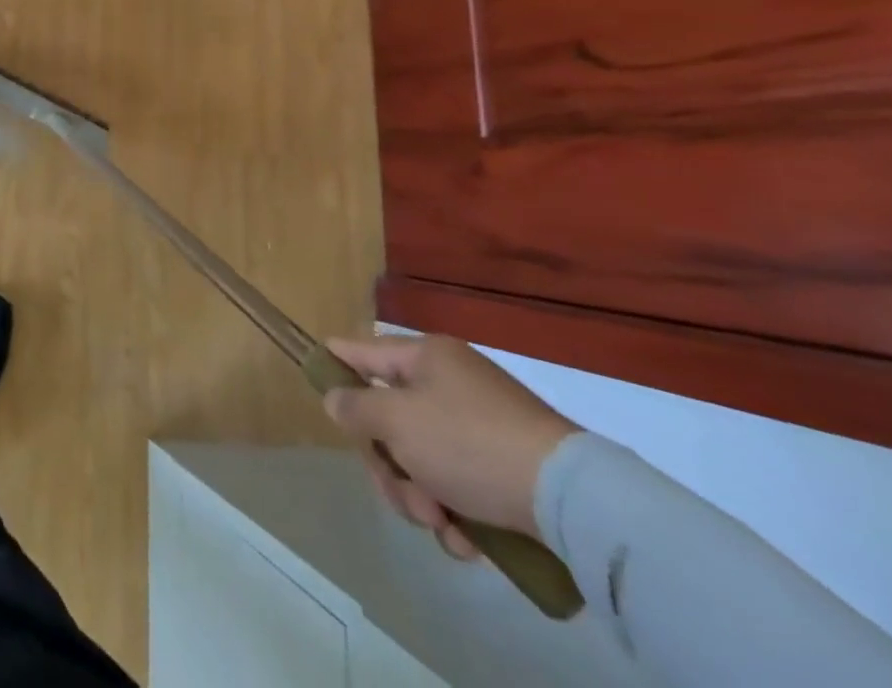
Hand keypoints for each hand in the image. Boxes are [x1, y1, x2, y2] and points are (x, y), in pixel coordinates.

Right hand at [322, 335, 577, 558]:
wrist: (573, 502)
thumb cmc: (469, 443)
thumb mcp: (397, 421)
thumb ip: (355, 407)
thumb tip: (336, 400)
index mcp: (426, 357)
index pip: (363, 351)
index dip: (336, 366)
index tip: (318, 386)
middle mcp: (451, 384)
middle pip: (390, 419)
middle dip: (389, 465)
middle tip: (404, 496)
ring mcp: (482, 427)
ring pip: (422, 459)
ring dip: (420, 497)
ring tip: (442, 525)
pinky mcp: (508, 470)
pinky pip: (460, 486)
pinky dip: (456, 514)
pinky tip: (468, 541)